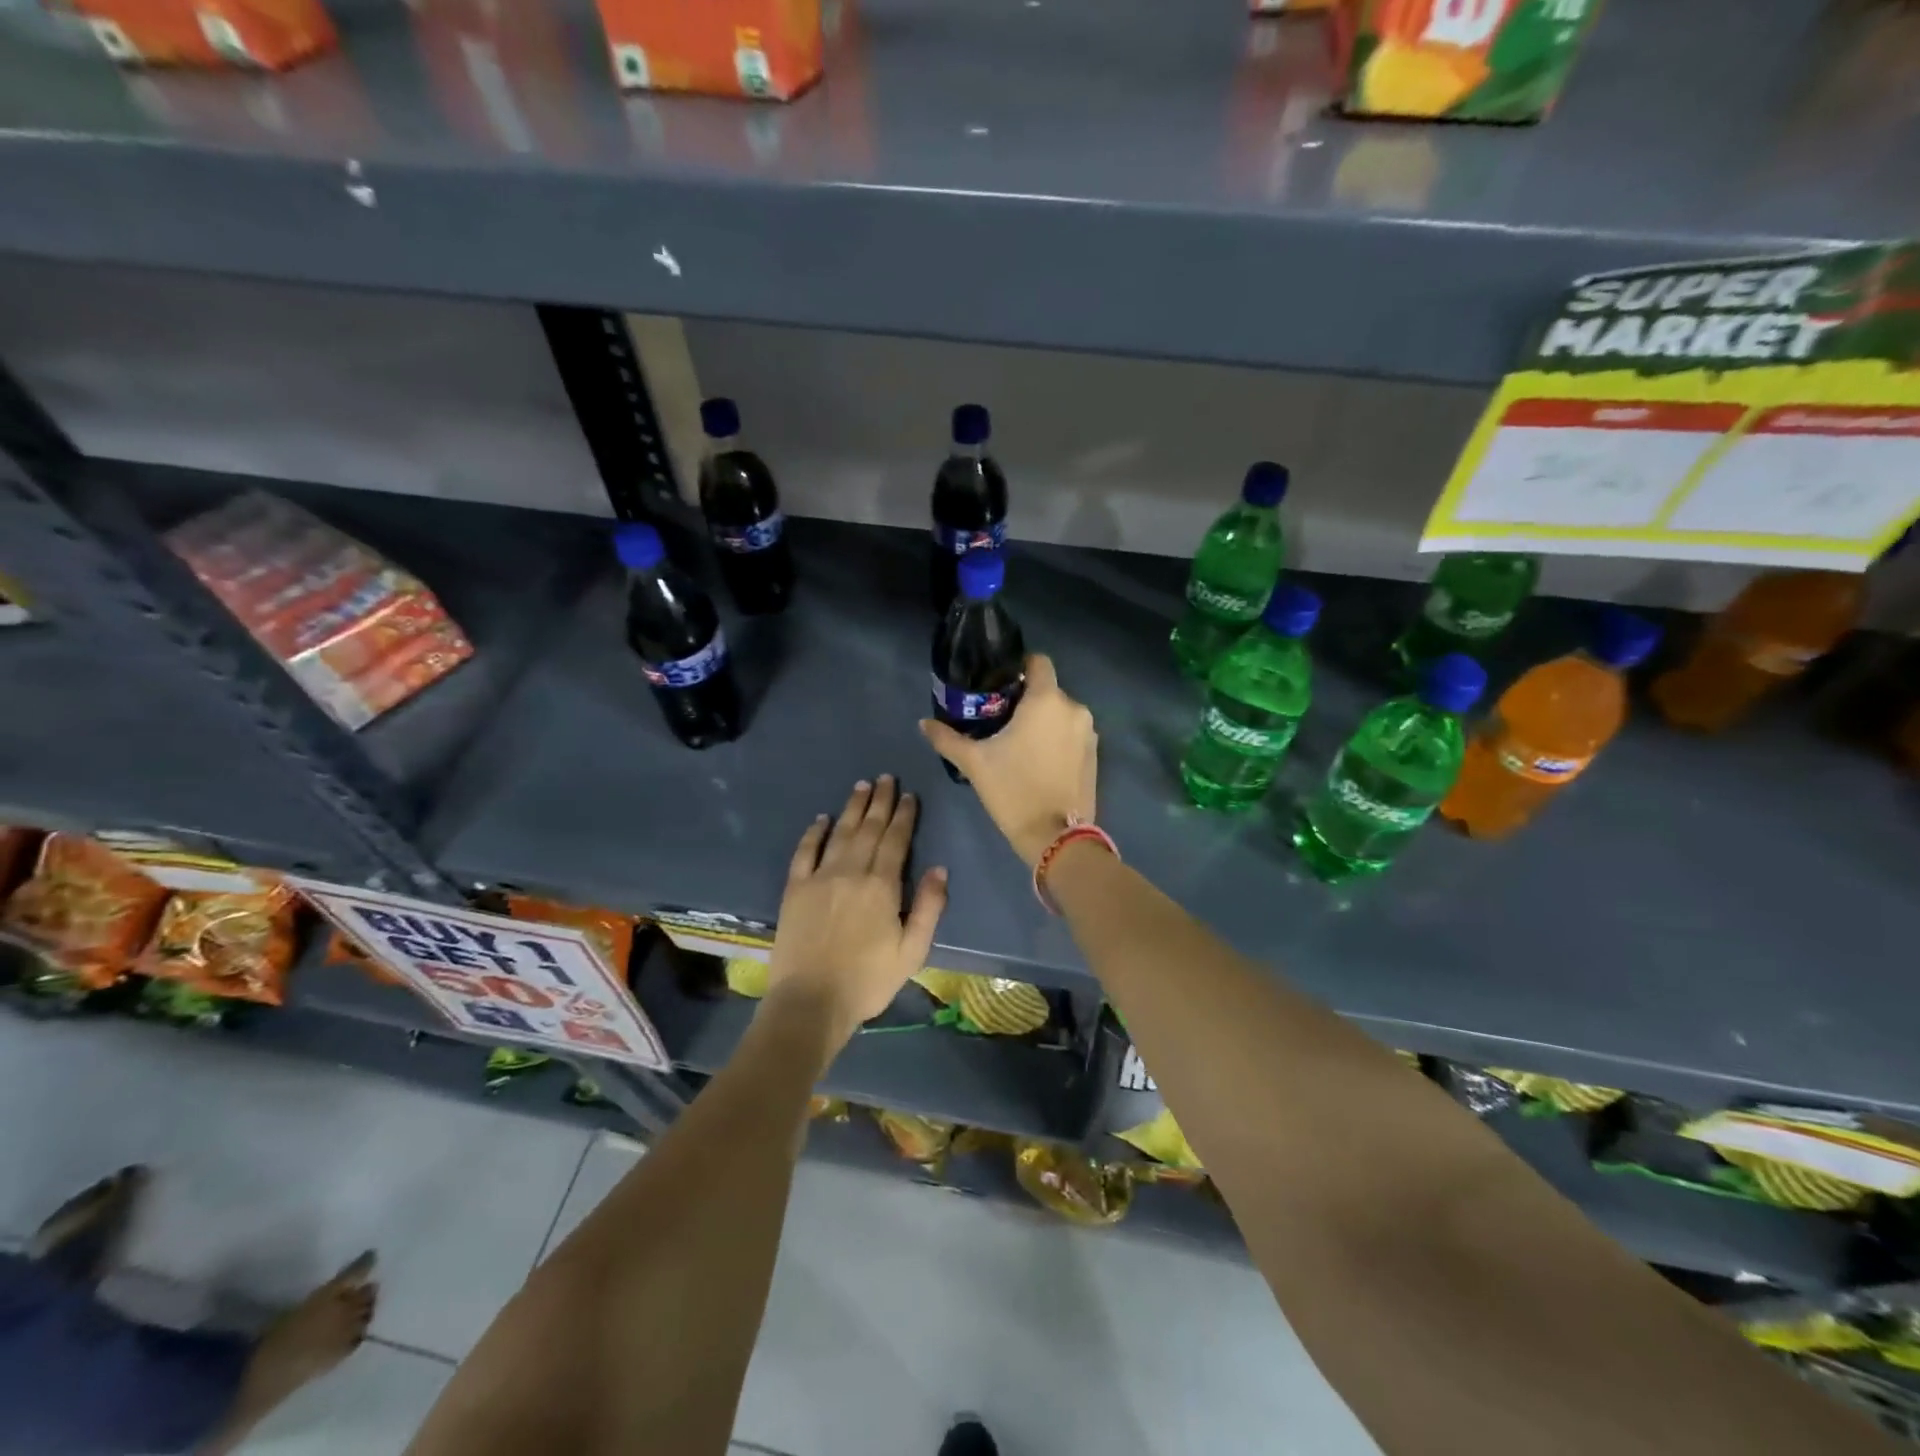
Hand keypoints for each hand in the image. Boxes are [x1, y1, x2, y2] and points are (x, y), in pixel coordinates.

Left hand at [765, 775, 947, 1044]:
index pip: (896, 840)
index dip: (904, 815)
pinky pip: (805, 851)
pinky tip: (822, 818)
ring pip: (840, 832)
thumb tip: (939, 869)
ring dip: (853, 808)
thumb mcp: (912, 951)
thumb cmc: (868, 980)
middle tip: (887, 778)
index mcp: (882, 885)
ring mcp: (820, 877)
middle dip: (881, 801)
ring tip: (862, 786)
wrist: (811, 1001)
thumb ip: (928, 908)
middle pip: (869, 828)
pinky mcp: (795, 888)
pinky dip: (814, 832)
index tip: (910, 795)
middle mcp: (852, 871)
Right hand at [920, 654, 1096, 866]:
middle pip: (1047, 690)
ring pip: (1060, 714)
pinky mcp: (1094, 755)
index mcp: (1047, 700)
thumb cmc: (1013, 790)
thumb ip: (947, 738)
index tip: (998, 685)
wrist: (1056, 837)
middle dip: (1026, 700)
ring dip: (1042, 721)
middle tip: (999, 719)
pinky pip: (1071, 734)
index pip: (1038, 662)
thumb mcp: (974, 763)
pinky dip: (1056, 739)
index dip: (1019, 667)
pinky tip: (1037, 760)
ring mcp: (1088, 733)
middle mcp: (1074, 709)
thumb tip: (923, 723)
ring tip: (1017, 742)